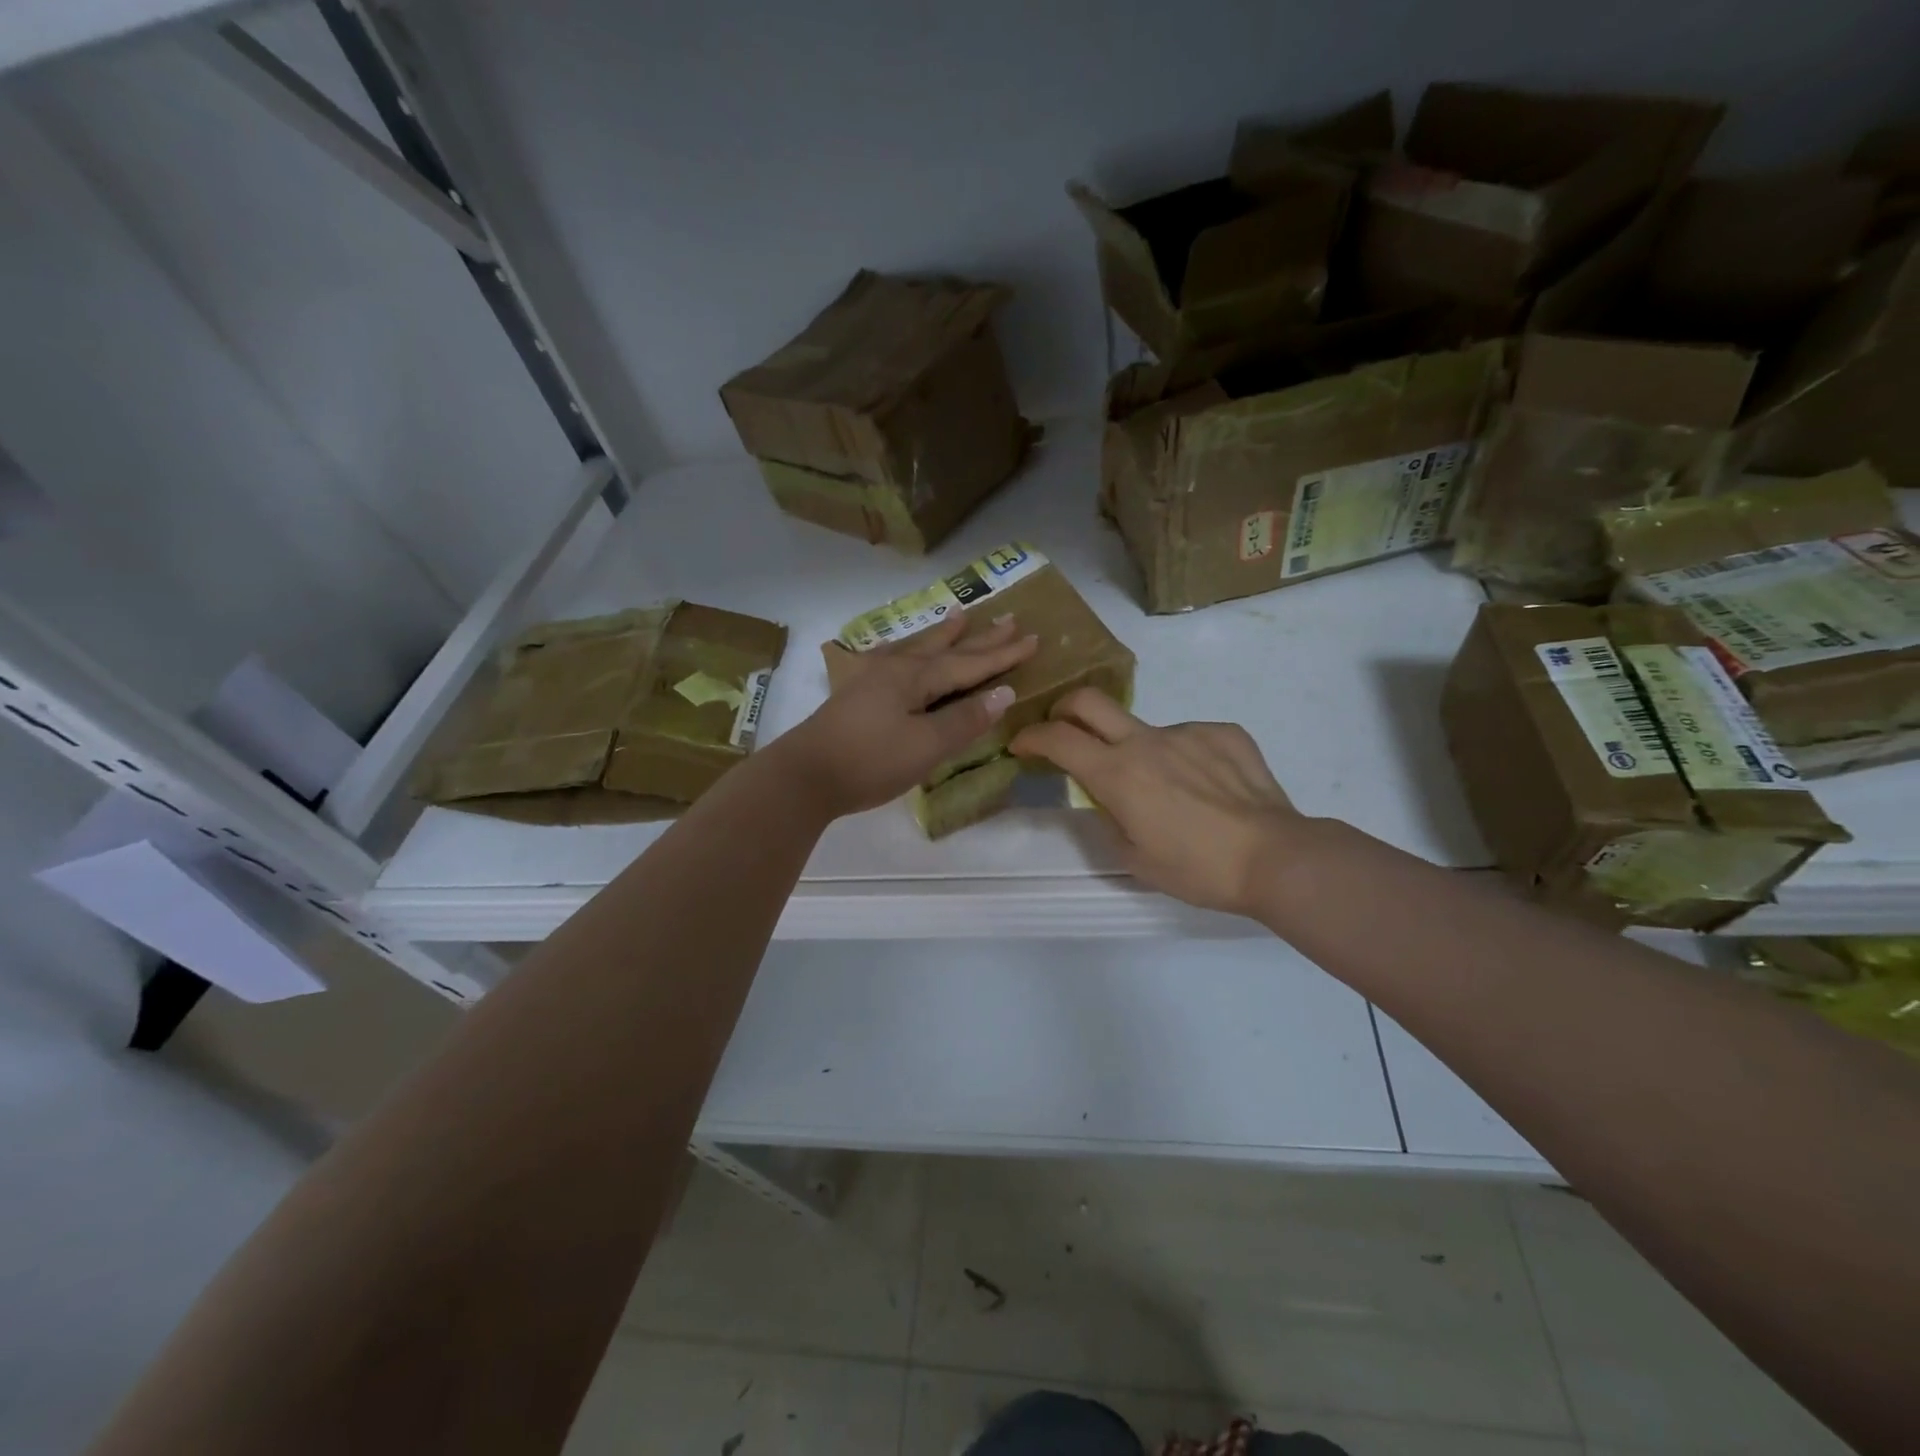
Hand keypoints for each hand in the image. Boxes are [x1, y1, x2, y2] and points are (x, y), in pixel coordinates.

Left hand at [773, 612, 1038, 818]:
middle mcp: (896, 669)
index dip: (1003, 654)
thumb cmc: (870, 761)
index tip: (1033, 638)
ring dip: (943, 634)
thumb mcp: (926, 745)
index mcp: (916, 677)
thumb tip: (1004, 693)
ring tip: (960, 615)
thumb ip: (964, 719)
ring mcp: (873, 679)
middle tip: (1008, 618)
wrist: (804, 776)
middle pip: (947, 648)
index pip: (970, 663)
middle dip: (980, 637)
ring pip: (918, 648)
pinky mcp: (857, 694)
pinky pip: (894, 659)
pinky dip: (907, 650)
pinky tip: (899, 649)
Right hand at [1012, 688, 1305, 917]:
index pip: (1058, 739)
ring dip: (1139, 752)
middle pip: (1089, 701)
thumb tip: (1109, 799)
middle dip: (1064, 709)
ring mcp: (1188, 732)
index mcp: (1118, 774)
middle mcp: (1147, 741)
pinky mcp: (1224, 732)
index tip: (1022, 744)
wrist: (1276, 857)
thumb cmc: (1198, 869)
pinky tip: (1207, 789)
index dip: (1031, 737)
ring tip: (1171, 794)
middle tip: (1064, 728)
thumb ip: (1109, 820)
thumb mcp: (1135, 860)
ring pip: (1147, 730)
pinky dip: (1185, 759)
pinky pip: (1190, 739)